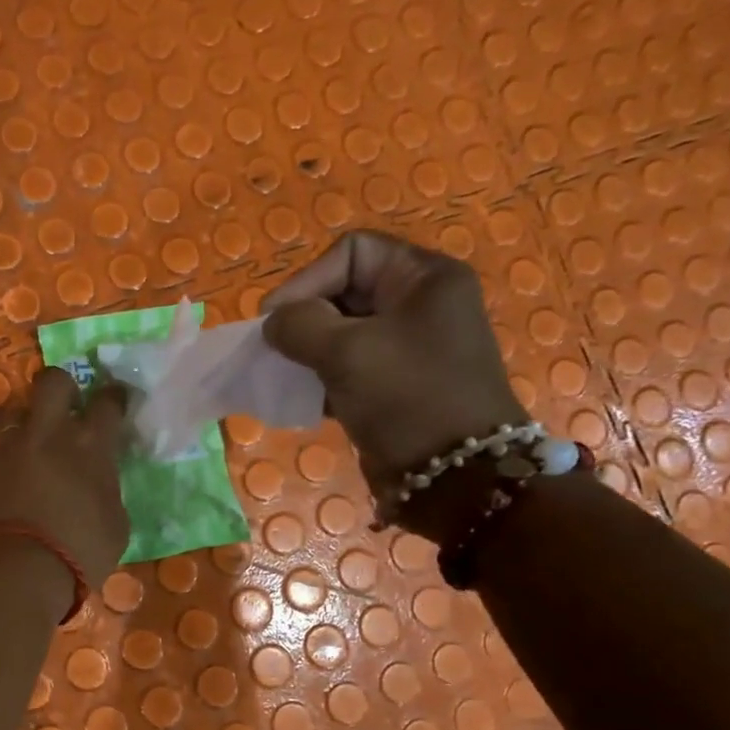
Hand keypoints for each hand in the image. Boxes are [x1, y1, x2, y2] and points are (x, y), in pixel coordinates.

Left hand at [0, 369, 129, 591]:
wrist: (17, 568)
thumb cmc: (80, 549)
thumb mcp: (115, 524)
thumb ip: (107, 491)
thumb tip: (100, 485)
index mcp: (90, 444)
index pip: (107, 401)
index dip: (114, 397)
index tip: (116, 401)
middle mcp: (49, 434)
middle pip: (53, 381)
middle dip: (63, 386)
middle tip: (69, 407)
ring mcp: (12, 448)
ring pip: (21, 419)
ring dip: (33, 431)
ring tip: (38, 459)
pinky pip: (3, 454)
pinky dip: (14, 464)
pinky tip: (19, 488)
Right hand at [262, 231, 528, 540]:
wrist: (455, 477)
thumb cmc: (407, 397)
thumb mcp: (347, 351)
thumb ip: (299, 326)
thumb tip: (273, 323)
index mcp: (423, 278)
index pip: (352, 252)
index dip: (307, 279)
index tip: (275, 320)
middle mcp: (418, 305)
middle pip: (343, 291)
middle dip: (305, 319)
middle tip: (275, 350)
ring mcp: (407, 348)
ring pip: (341, 333)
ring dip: (308, 352)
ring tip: (286, 375)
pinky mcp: (394, 386)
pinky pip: (348, 368)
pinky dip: (322, 379)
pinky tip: (304, 399)